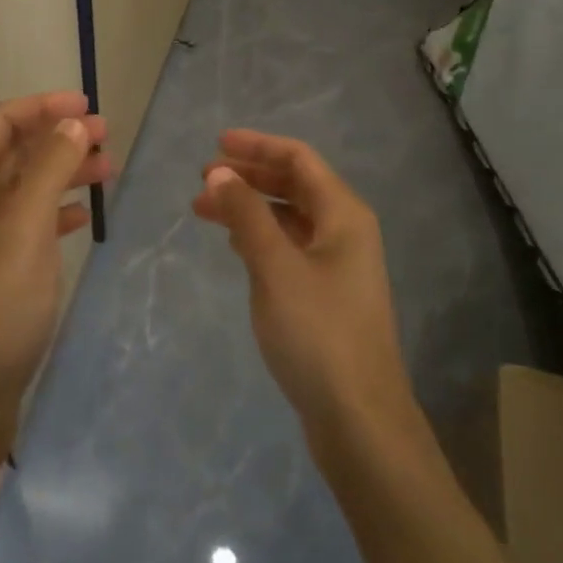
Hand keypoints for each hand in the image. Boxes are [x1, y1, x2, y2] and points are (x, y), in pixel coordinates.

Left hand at [0, 93, 111, 454]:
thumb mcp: (25, 232)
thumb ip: (48, 171)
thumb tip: (72, 122)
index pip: (1, 123)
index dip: (43, 106)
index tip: (89, 105)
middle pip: (13, 152)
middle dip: (58, 137)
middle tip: (108, 137)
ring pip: (23, 188)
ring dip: (62, 172)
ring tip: (107, 170)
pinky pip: (26, 224)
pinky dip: (55, 211)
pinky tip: (82, 217)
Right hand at [193, 131, 416, 451]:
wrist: (359, 419)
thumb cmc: (318, 332)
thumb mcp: (275, 266)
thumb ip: (246, 214)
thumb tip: (219, 172)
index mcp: (343, 214)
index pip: (298, 160)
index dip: (258, 146)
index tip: (216, 144)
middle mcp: (345, 231)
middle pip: (294, 185)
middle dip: (249, 177)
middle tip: (203, 180)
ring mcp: (338, 264)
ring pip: (289, 218)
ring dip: (250, 208)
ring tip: (206, 211)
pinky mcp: (326, 294)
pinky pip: (289, 247)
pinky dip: (260, 237)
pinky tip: (235, 245)